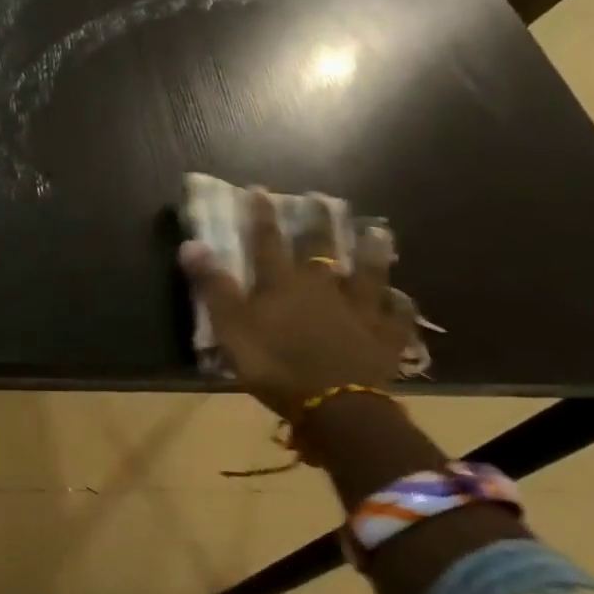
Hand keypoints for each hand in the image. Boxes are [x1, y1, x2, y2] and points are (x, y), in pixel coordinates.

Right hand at [178, 189, 413, 431]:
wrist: (336, 404)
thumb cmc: (275, 364)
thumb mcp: (232, 327)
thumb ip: (213, 286)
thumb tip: (191, 243)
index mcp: (282, 283)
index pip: (267, 241)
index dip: (261, 215)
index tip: (259, 189)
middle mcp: (323, 286)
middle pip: (321, 249)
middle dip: (318, 223)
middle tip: (323, 199)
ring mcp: (359, 309)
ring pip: (368, 273)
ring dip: (371, 252)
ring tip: (377, 230)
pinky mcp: (385, 336)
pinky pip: (397, 316)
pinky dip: (400, 305)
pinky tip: (402, 297)